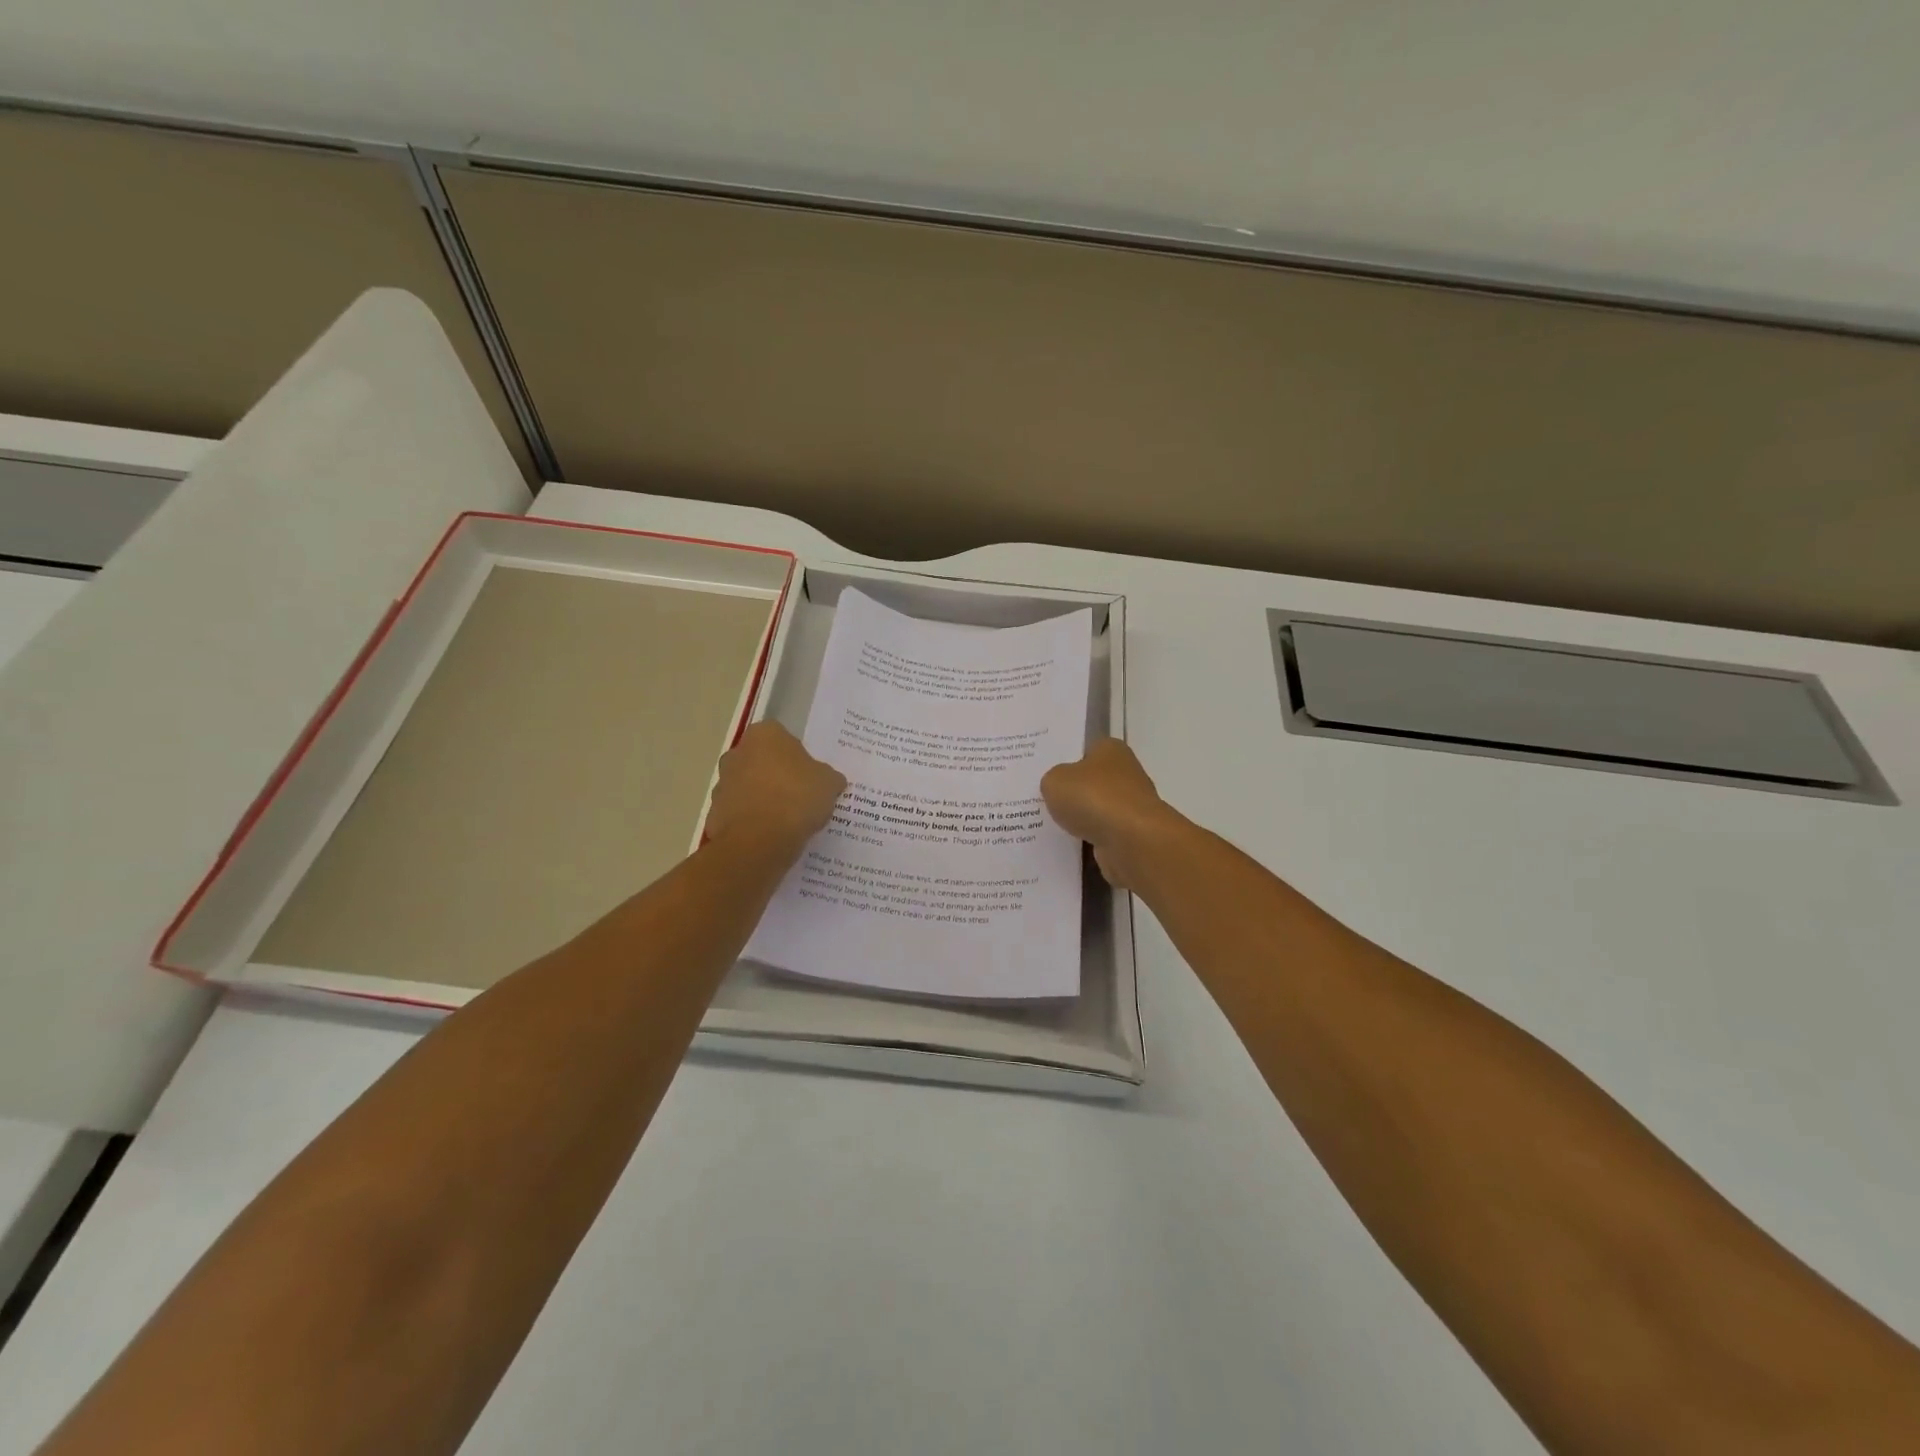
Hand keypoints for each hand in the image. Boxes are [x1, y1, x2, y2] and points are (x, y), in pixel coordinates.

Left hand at [705, 723, 845, 861]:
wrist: (759, 840)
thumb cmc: (797, 797)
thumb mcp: (829, 783)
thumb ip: (829, 777)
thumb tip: (830, 781)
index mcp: (764, 735)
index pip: (783, 738)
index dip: (798, 757)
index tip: (810, 776)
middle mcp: (737, 753)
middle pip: (762, 762)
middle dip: (777, 776)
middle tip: (801, 796)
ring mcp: (722, 784)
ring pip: (749, 788)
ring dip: (763, 799)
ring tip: (787, 821)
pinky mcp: (715, 814)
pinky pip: (741, 814)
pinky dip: (753, 822)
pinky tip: (771, 836)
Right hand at [1041, 739, 1185, 890]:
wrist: (1132, 842)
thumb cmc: (1094, 798)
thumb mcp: (1055, 781)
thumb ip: (1052, 780)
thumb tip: (1058, 788)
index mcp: (1110, 749)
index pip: (1084, 749)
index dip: (1063, 760)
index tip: (1043, 774)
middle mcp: (1125, 774)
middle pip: (1089, 782)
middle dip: (1070, 792)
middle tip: (1039, 801)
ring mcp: (1130, 807)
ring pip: (1094, 811)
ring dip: (1078, 820)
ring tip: (1047, 827)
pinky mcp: (1131, 836)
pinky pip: (1099, 836)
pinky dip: (1086, 841)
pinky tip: (1064, 846)